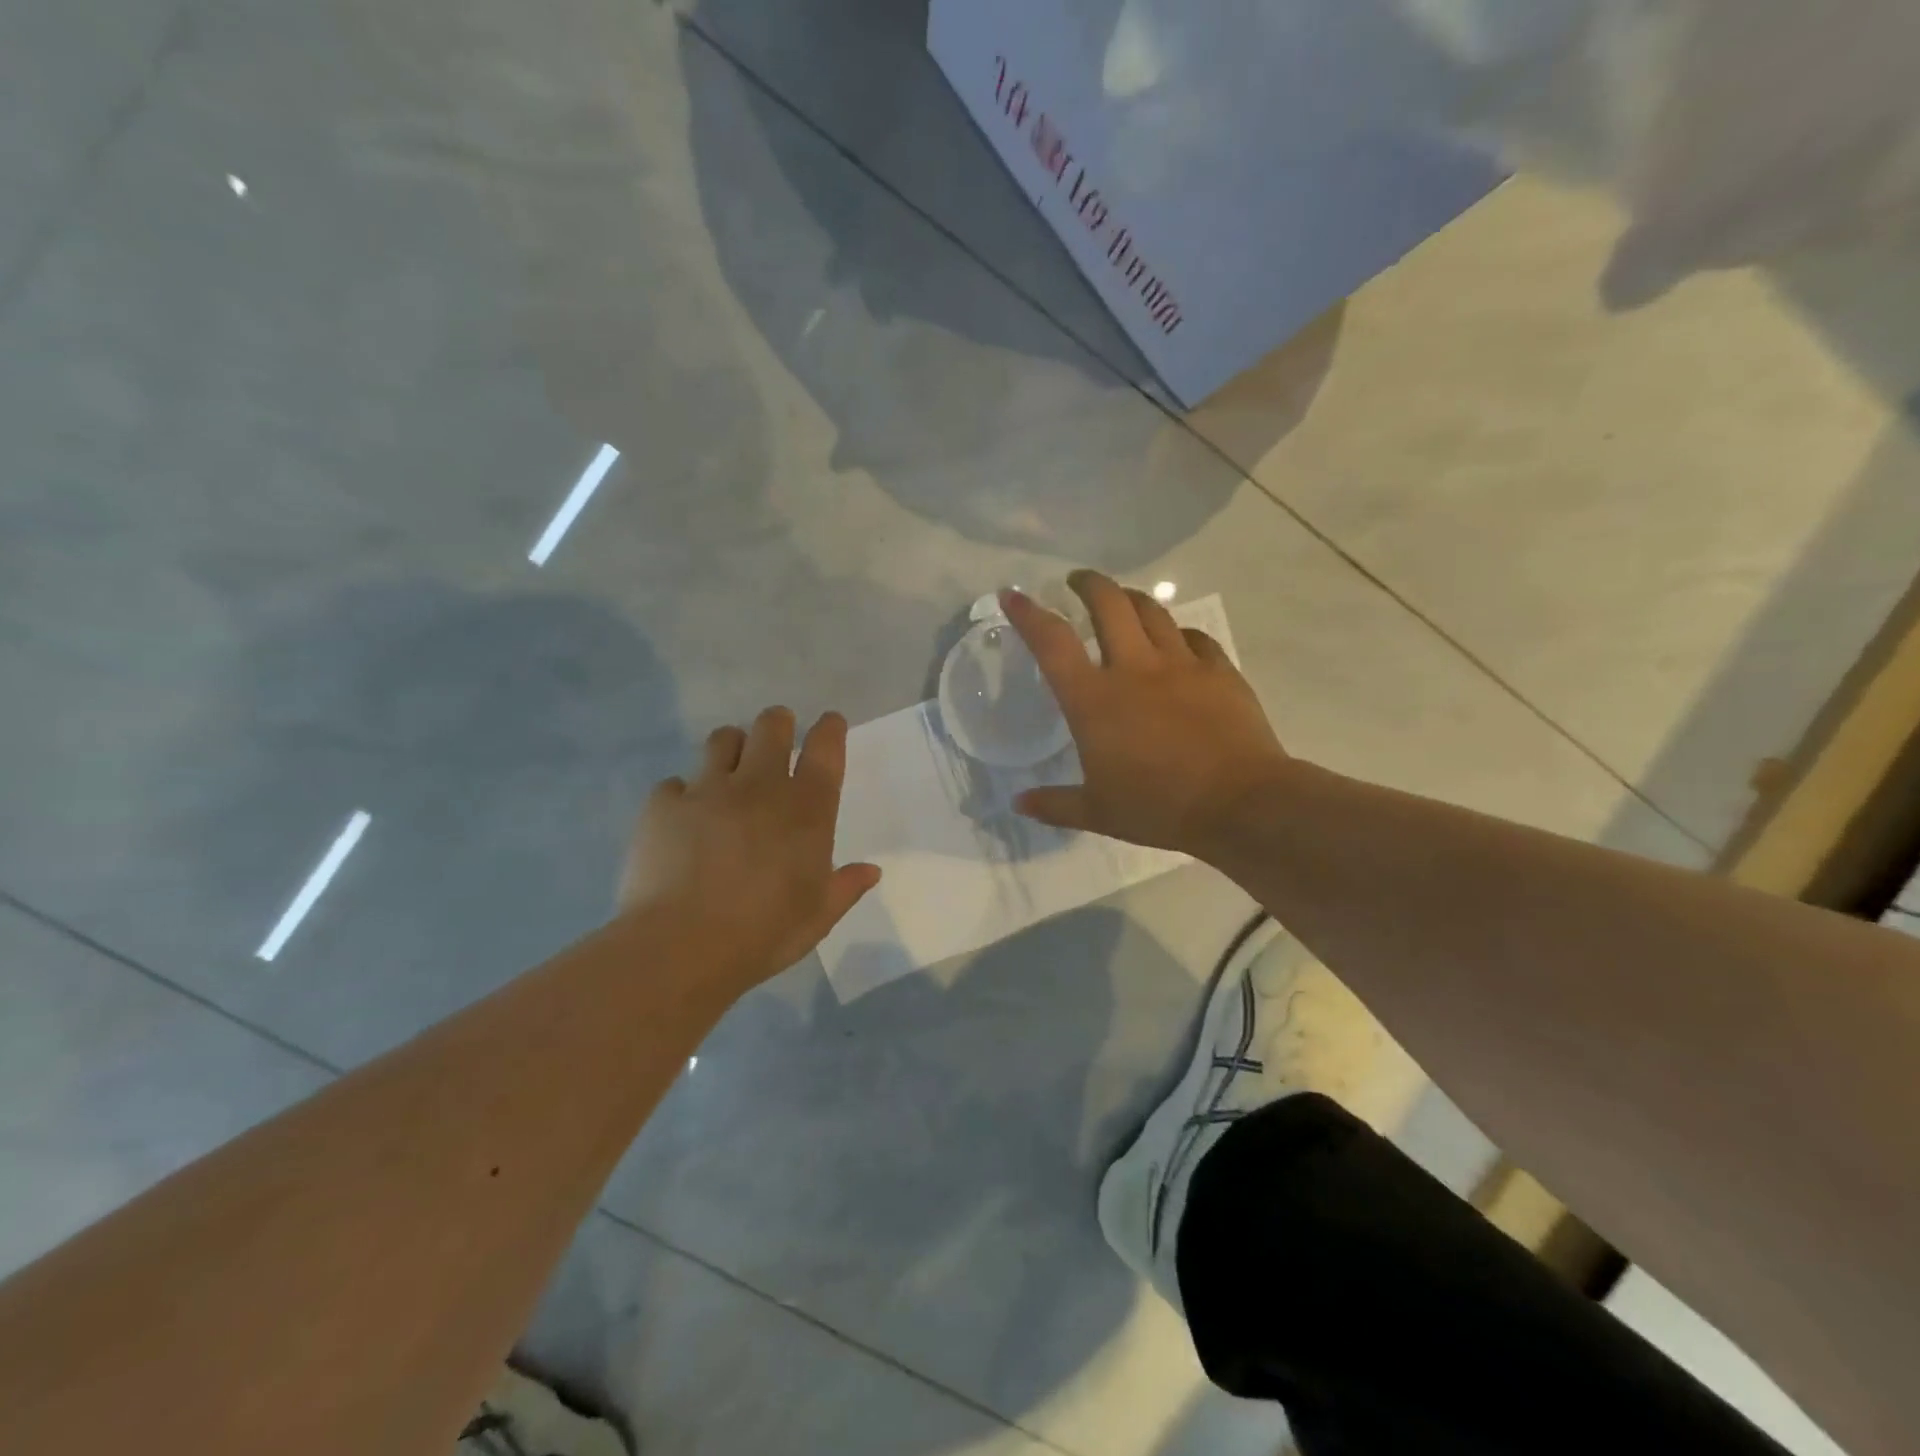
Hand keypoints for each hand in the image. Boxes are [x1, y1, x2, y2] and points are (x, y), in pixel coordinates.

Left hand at [620, 707, 880, 992]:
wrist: (681, 946)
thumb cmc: (763, 933)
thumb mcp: (818, 916)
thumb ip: (845, 886)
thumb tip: (871, 871)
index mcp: (806, 810)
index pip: (825, 749)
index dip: (830, 729)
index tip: (830, 723)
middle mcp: (759, 786)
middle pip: (771, 726)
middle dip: (778, 723)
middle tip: (777, 738)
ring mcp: (708, 790)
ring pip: (723, 740)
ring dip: (732, 747)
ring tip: (730, 769)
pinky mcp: (664, 805)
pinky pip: (675, 784)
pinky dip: (683, 794)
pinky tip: (683, 817)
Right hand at [1003, 571, 1290, 857]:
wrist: (1240, 804)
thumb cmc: (1159, 808)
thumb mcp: (1098, 813)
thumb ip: (1054, 804)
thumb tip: (1018, 803)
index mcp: (1094, 700)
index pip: (1052, 643)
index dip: (1028, 614)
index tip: (1014, 594)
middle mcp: (1134, 669)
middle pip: (1108, 604)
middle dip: (1088, 584)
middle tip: (1077, 583)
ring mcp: (1181, 665)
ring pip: (1152, 611)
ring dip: (1131, 598)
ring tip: (1122, 601)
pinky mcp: (1220, 671)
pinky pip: (1195, 638)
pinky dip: (1178, 633)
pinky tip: (1178, 641)